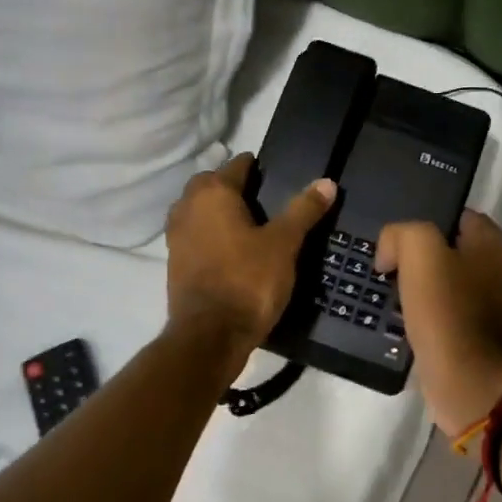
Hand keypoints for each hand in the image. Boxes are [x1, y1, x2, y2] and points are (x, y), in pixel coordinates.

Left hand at [164, 153, 335, 350]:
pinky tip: (231, 250)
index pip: (237, 166)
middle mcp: (187, 207)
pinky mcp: (174, 262)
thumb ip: (303, 210)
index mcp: (212, 193)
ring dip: (217, 211)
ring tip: (248, 224)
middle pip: (210, 185)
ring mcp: (175, 236)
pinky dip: (210, 235)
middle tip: (262, 199)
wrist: (210, 335)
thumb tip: (326, 182)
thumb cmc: (249, 281)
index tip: (275, 175)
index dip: (257, 168)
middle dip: (232, 186)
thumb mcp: (284, 244)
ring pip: (198, 210)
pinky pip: (194, 235)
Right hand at [375, 211, 501, 438]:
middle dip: (424, 260)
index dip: (427, 223)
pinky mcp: (485, 343)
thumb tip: (390, 252)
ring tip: (394, 300)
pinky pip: (452, 320)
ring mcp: (499, 312)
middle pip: (456, 254)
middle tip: (392, 270)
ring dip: (425, 293)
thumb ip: (402, 234)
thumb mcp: (420, 253)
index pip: (461, 218)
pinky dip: (432, 321)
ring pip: (452, 288)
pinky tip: (408, 328)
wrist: (469, 385)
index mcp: (497, 247)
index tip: (399, 242)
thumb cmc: (448, 313)